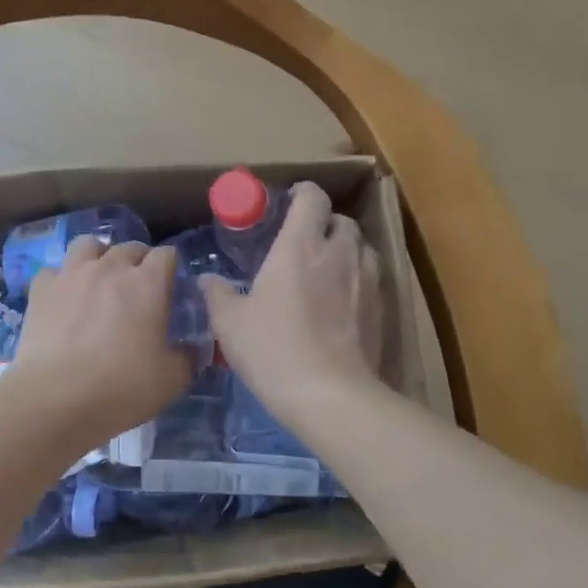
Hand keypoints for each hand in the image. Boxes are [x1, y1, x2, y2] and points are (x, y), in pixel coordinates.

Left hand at [7, 238, 192, 447]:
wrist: (55, 398)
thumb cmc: (121, 387)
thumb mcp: (171, 381)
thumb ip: (186, 358)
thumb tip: (190, 349)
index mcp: (148, 284)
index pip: (166, 255)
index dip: (170, 268)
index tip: (170, 288)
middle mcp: (110, 268)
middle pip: (129, 247)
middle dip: (138, 262)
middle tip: (137, 289)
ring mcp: (71, 274)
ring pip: (88, 245)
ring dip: (98, 257)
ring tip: (99, 280)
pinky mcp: (40, 289)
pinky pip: (54, 271)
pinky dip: (61, 280)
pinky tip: (63, 300)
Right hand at [201, 182, 384, 424]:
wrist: (329, 395)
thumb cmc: (272, 348)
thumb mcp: (229, 323)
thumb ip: (217, 295)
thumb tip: (207, 280)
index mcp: (299, 246)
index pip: (312, 197)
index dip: (302, 193)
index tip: (288, 202)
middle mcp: (338, 253)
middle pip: (341, 220)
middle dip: (325, 224)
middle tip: (304, 242)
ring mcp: (366, 281)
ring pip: (362, 248)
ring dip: (345, 250)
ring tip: (326, 270)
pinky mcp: (381, 310)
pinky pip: (372, 279)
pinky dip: (357, 280)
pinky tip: (341, 303)